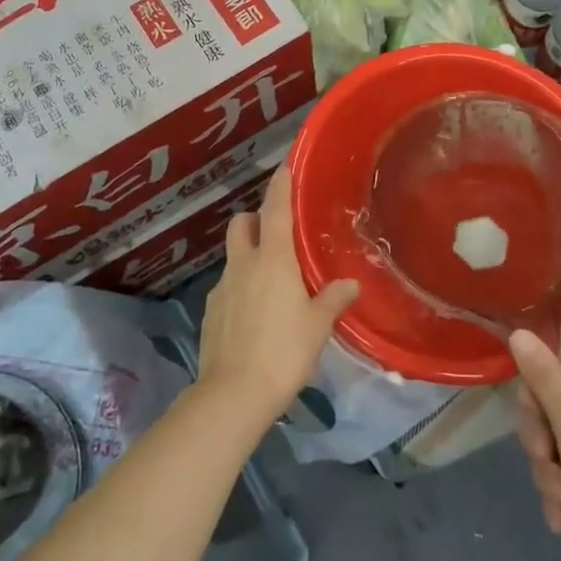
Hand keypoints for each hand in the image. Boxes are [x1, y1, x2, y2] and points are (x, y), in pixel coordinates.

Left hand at [198, 166, 358, 432]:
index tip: (285, 165)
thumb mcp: (318, 326)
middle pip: (241, 224)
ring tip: (273, 281)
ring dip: (249, 256)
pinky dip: (241, 288)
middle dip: (255, 218)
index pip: (275, 209)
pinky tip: (256, 314)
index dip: (281, 185)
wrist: (233, 395)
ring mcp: (221, 288)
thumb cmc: (284, 352)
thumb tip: (351, 283)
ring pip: (234, 257)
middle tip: (277, 232)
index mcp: (272, 259)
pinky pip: (228, 287)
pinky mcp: (210, 313)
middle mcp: (242, 265)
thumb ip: (334, 299)